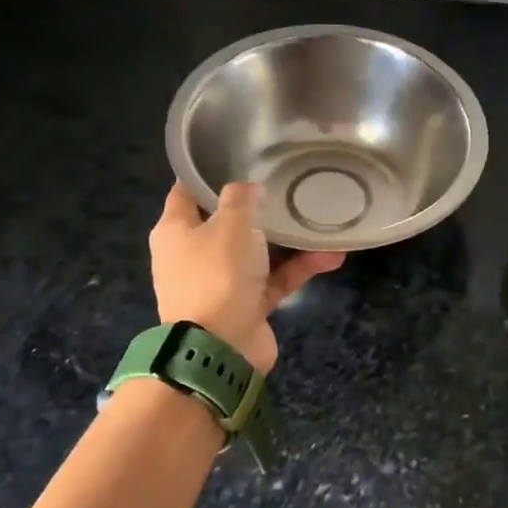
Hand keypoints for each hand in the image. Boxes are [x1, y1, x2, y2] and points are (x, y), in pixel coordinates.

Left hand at [149, 182, 343, 373]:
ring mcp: (221, 283)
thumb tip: (248, 189)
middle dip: (257, 209)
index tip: (236, 159)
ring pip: (257, 253)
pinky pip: (274, 279)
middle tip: (287, 188)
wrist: (220, 349)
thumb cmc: (217, 275)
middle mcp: (194, 255)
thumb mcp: (230, 224)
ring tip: (321, 223)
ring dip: (289, 241)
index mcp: (177, 231)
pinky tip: (331, 256)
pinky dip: (298, 269)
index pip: (186, 192)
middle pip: (226, 223)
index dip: (207, 175)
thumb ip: (241, 199)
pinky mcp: (246, 306)